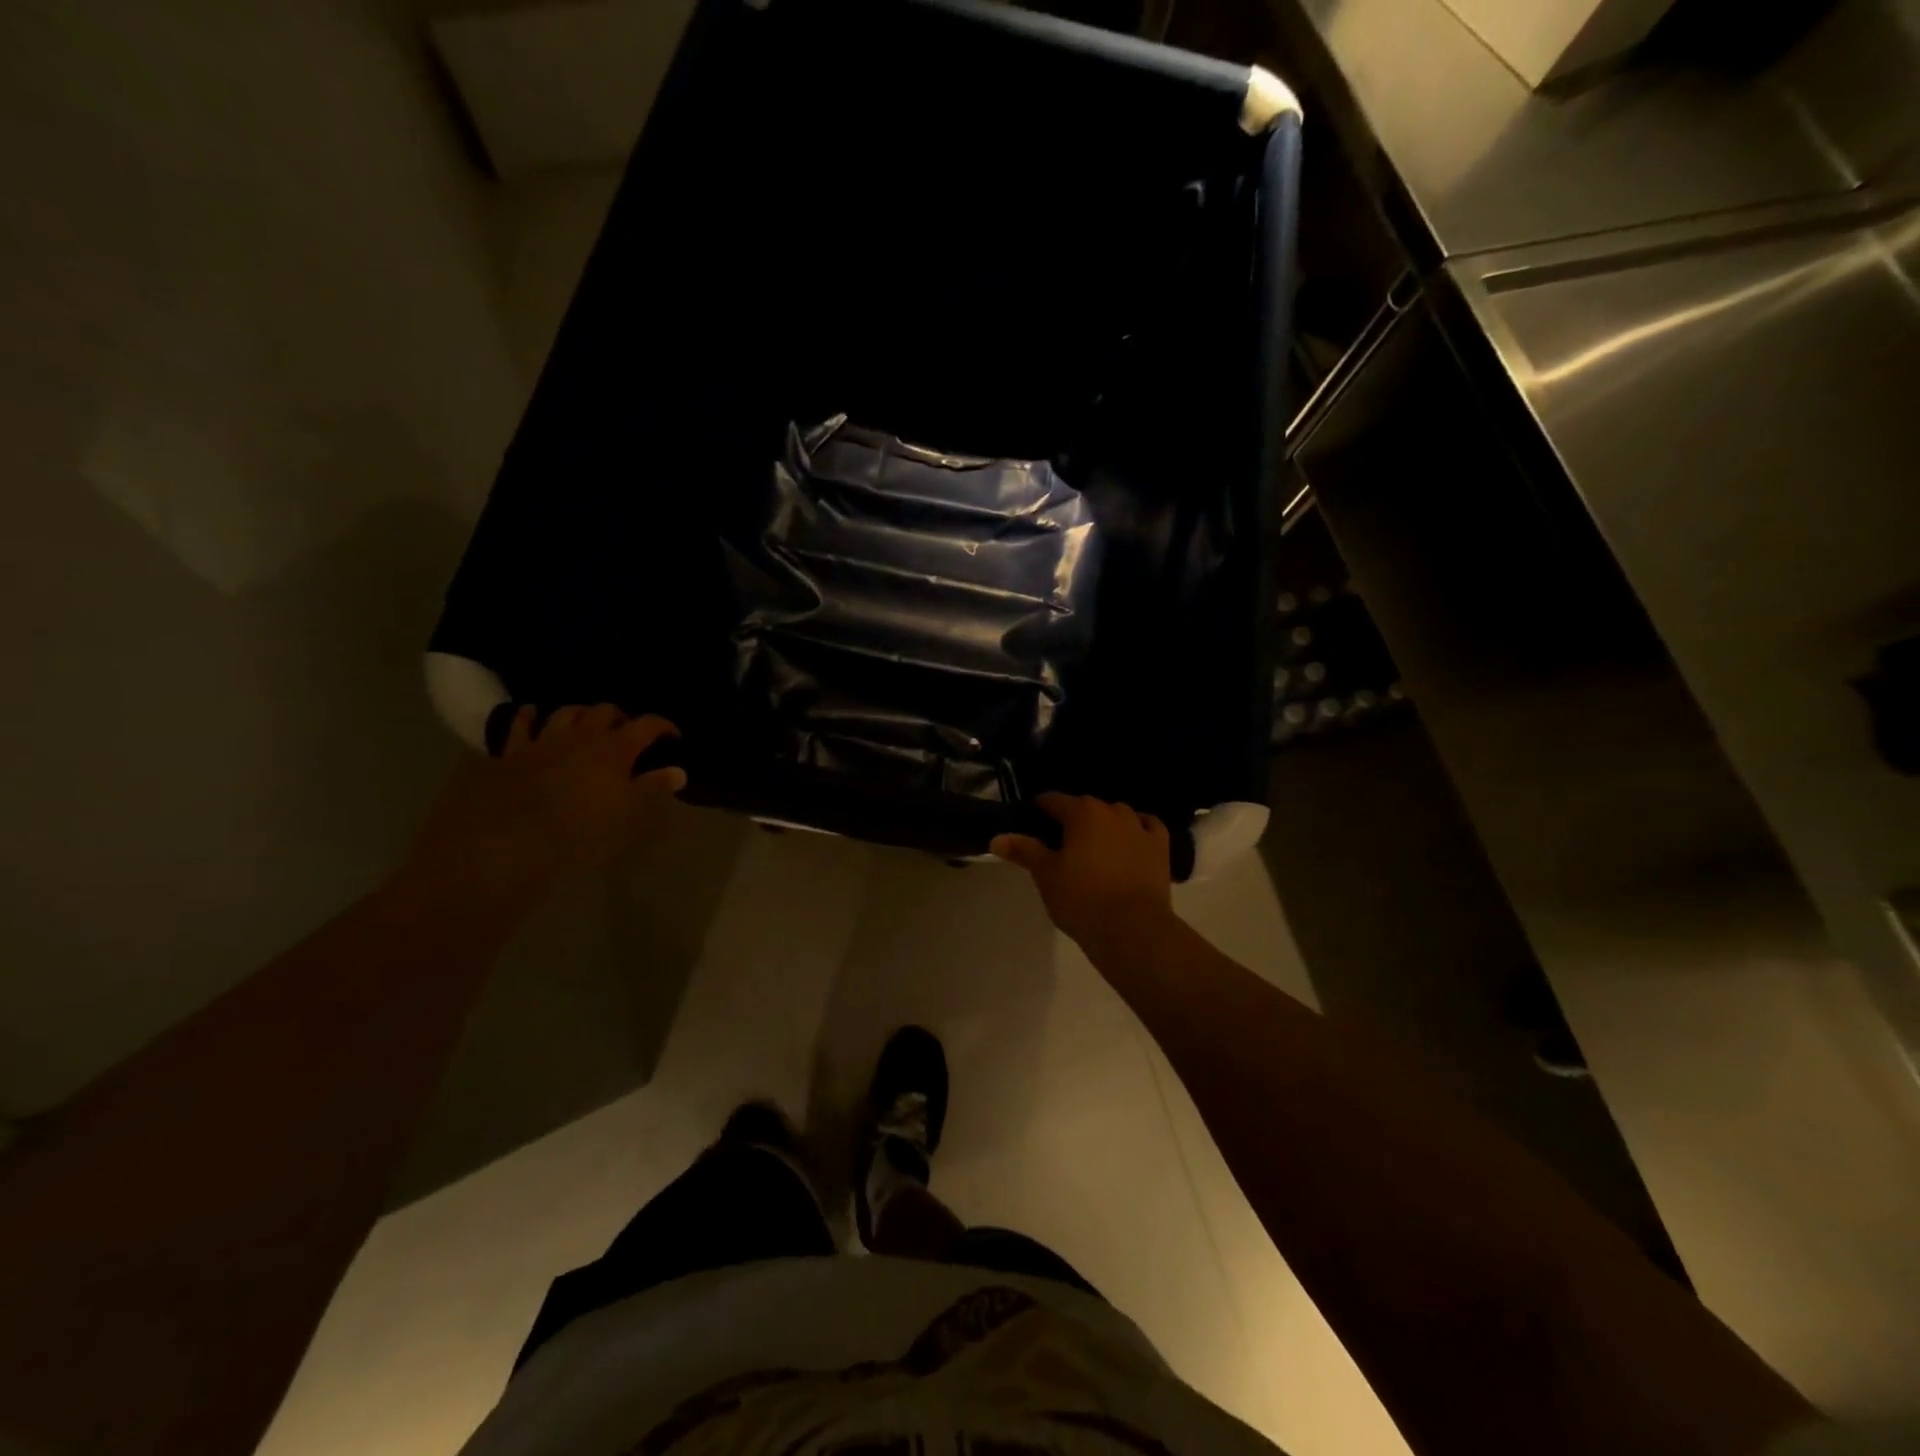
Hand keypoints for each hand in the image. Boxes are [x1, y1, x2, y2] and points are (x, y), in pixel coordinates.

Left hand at [409, 705, 685, 901]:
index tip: (673, 737)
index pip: (648, 725)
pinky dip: (528, 716)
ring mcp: (544, 740)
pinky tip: (531, 713)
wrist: (511, 839)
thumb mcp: (628, 813)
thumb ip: (653, 787)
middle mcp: (582, 735)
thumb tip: (679, 771)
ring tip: (587, 722)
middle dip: (621, 717)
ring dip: (581, 714)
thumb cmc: (581, 829)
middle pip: (606, 711)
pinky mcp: (512, 753)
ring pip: (566, 712)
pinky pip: (521, 725)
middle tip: (628, 732)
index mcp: (616, 748)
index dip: (663, 727)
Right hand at [990, 793, 1174, 954]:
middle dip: (1071, 821)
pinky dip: (1137, 830)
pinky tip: (1130, 841)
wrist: (1133, 929)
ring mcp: (1140, 826)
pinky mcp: (1161, 846)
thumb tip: (997, 838)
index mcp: (1081, 812)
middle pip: (1084, 808)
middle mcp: (1112, 810)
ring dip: (1102, 825)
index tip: (1029, 825)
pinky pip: (1147, 827)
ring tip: (1092, 849)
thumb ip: (1024, 851)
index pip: (1052, 801)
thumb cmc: (1082, 899)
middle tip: (1058, 846)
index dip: (1038, 811)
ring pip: (1115, 816)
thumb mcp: (1046, 875)